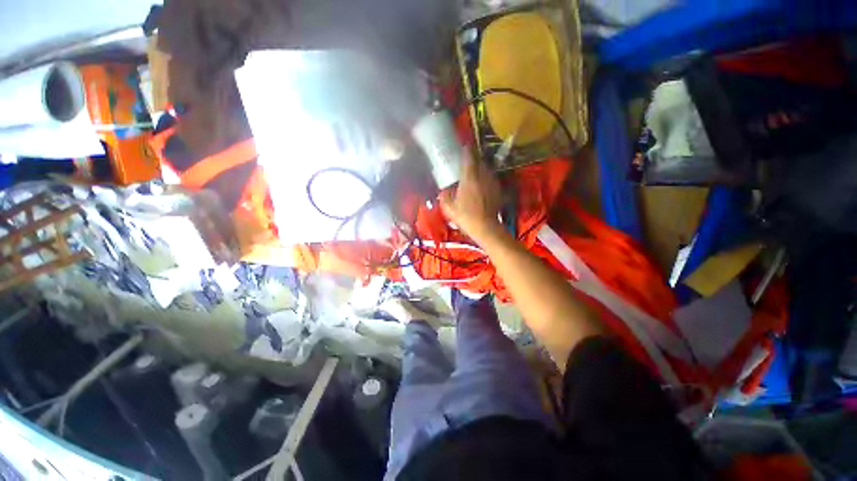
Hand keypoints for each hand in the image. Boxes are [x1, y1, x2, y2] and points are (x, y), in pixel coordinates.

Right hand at [439, 151, 504, 244]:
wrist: (485, 227)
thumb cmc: (465, 216)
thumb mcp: (449, 207)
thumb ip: (445, 196)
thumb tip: (443, 191)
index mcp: (469, 177)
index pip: (469, 157)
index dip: (466, 149)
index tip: (464, 146)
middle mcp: (482, 176)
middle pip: (479, 161)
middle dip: (474, 159)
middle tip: (467, 161)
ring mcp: (492, 182)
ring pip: (486, 170)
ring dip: (480, 169)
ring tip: (474, 173)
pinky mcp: (498, 190)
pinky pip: (491, 179)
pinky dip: (486, 180)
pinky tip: (481, 186)